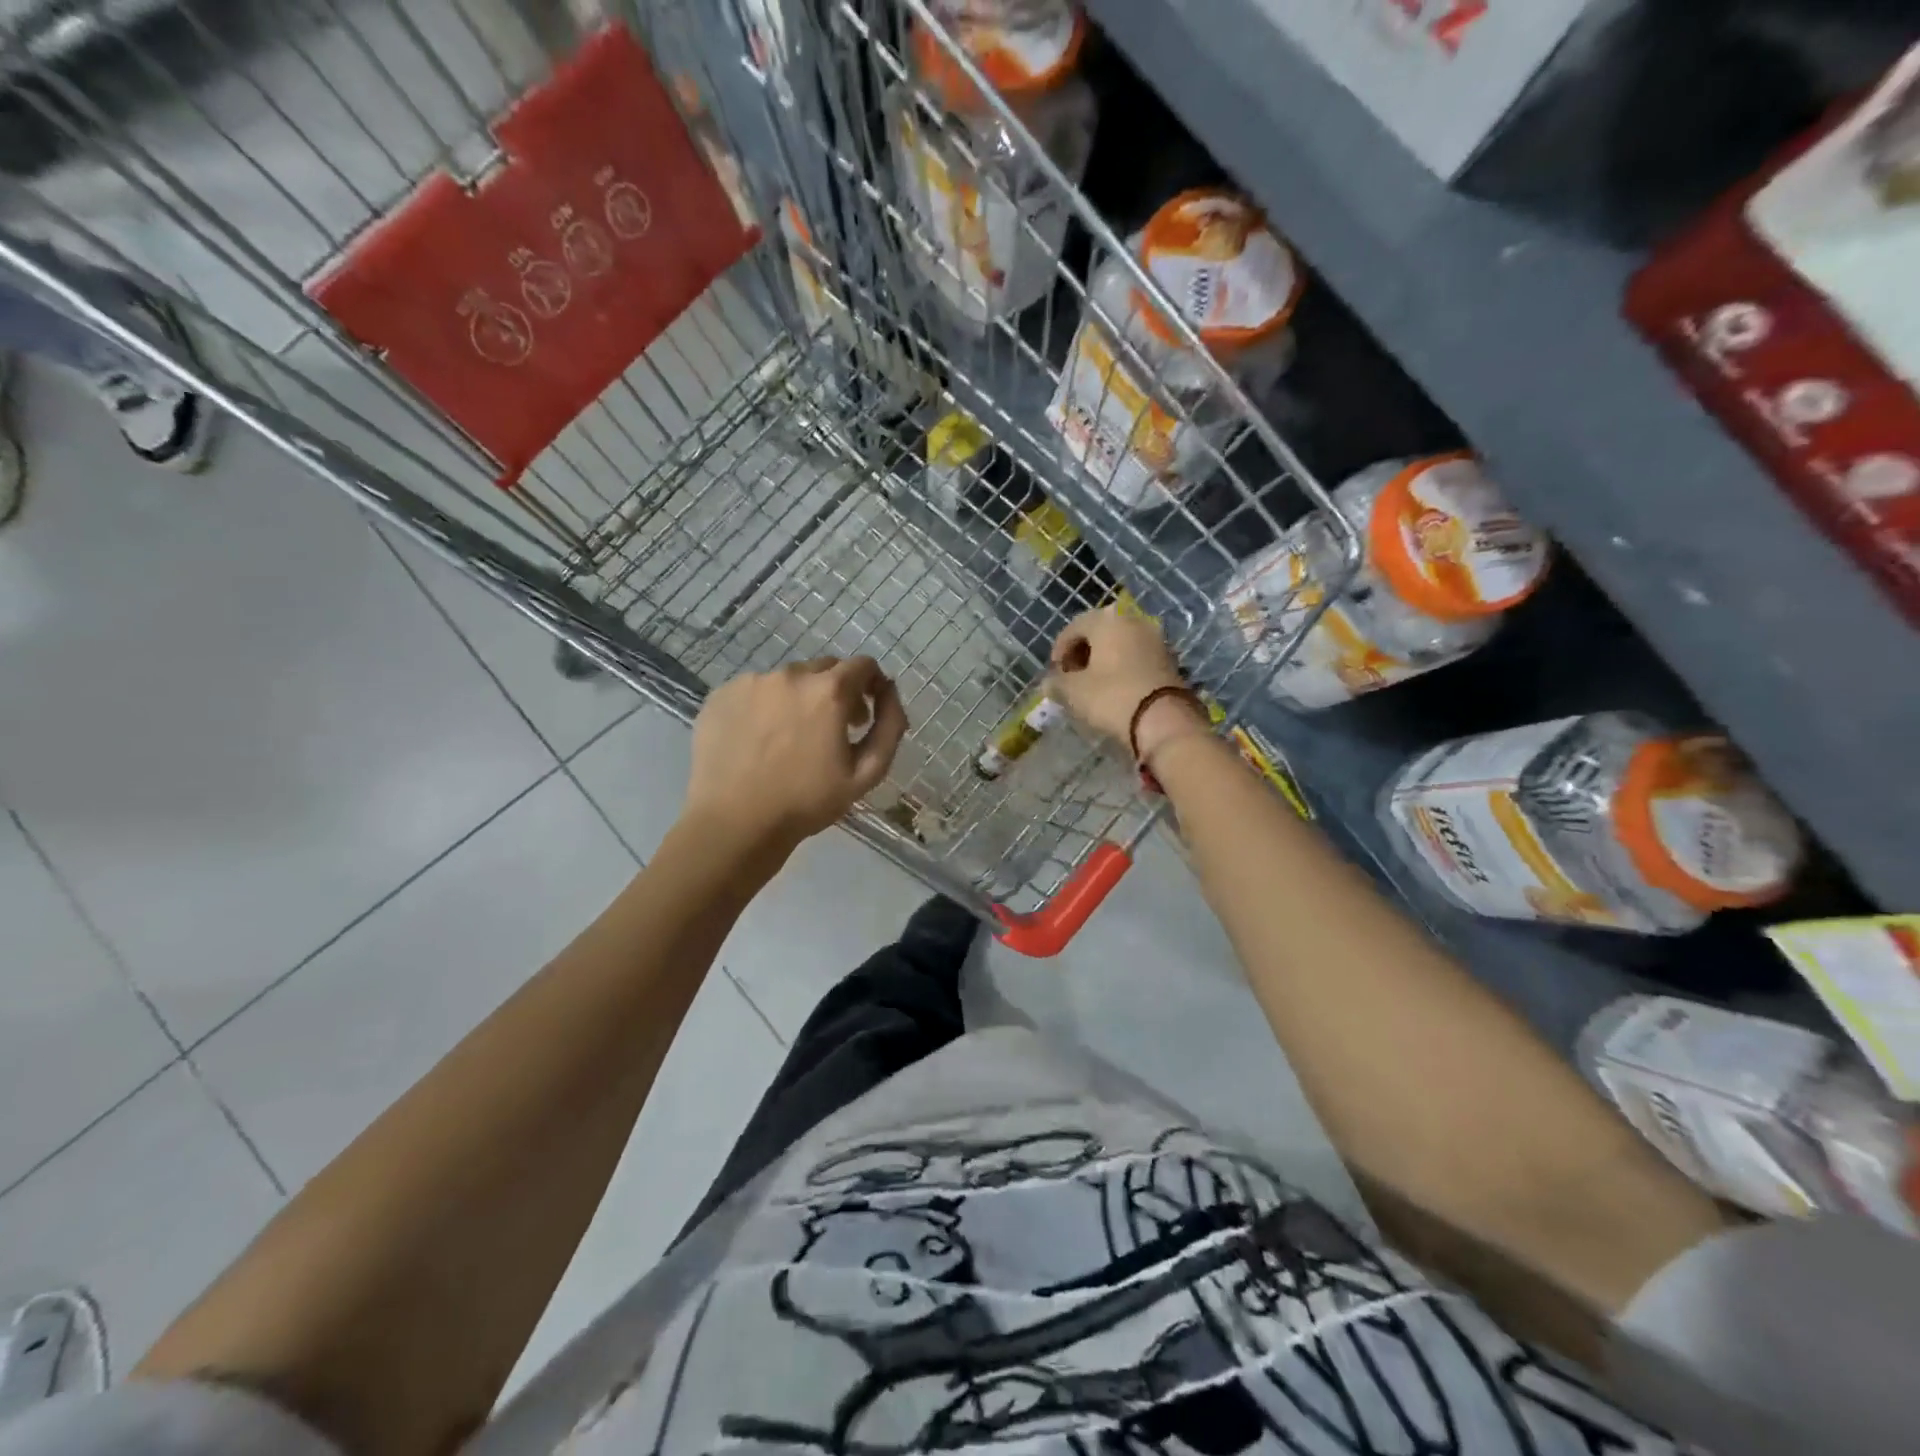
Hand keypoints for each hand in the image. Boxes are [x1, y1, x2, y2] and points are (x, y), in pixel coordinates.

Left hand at [684, 656, 907, 850]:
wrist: (735, 823)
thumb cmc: (807, 802)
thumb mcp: (867, 773)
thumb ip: (890, 726)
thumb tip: (890, 693)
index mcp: (828, 691)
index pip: (862, 665)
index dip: (871, 685)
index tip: (866, 714)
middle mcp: (790, 675)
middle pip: (825, 669)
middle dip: (837, 692)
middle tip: (832, 730)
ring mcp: (751, 682)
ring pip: (788, 679)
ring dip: (800, 699)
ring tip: (791, 738)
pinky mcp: (722, 695)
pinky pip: (755, 690)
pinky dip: (766, 706)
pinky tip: (761, 740)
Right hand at [1049, 608, 1205, 760]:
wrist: (1163, 719)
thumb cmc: (1111, 697)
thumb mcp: (1073, 692)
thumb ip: (1056, 682)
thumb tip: (1050, 681)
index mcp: (1107, 620)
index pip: (1074, 627)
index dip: (1060, 649)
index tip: (1054, 671)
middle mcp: (1133, 621)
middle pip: (1099, 631)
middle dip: (1082, 652)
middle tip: (1072, 675)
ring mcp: (1155, 638)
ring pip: (1120, 643)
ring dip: (1103, 659)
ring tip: (1092, 684)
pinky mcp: (1169, 659)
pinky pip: (1136, 656)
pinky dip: (1122, 666)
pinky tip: (1115, 688)